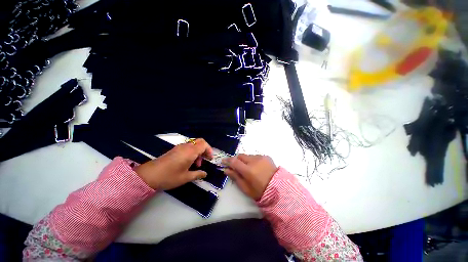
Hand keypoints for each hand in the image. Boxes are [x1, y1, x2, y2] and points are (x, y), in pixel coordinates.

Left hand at [135, 138, 212, 189]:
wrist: (149, 175)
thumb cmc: (169, 176)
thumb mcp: (185, 177)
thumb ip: (197, 174)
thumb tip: (205, 174)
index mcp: (190, 152)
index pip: (204, 144)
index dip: (209, 150)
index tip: (210, 159)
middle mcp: (186, 147)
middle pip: (199, 142)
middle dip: (205, 150)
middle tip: (205, 159)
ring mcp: (179, 147)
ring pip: (193, 145)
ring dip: (198, 152)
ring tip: (196, 164)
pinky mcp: (174, 150)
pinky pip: (187, 147)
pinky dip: (192, 152)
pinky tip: (188, 163)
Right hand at [222, 154, 277, 200]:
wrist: (279, 188)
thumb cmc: (260, 191)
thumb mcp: (246, 188)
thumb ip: (235, 177)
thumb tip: (226, 170)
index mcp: (248, 170)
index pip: (234, 161)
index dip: (227, 160)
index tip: (223, 161)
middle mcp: (254, 161)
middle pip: (240, 156)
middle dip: (236, 160)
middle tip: (237, 167)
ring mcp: (261, 157)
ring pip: (248, 156)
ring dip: (245, 160)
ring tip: (249, 168)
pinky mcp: (266, 156)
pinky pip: (255, 156)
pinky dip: (253, 160)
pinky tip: (257, 167)